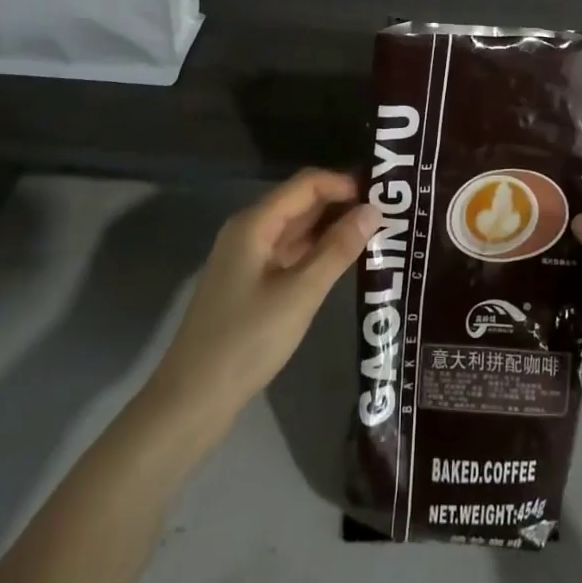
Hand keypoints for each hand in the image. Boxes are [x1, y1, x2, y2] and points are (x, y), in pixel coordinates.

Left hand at [145, 170, 373, 431]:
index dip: (344, 183)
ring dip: (333, 229)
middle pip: (301, 203)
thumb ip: (338, 249)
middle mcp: (249, 231)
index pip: (307, 183)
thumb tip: (373, 211)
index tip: (384, 194)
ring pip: (297, 230)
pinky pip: (290, 254)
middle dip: (342, 204)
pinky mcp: (251, 284)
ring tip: (377, 234)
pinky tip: (345, 262)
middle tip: (389, 213)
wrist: (192, 399)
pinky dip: (318, 253)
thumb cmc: (247, 340)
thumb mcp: (300, 294)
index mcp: (254, 223)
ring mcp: (248, 259)